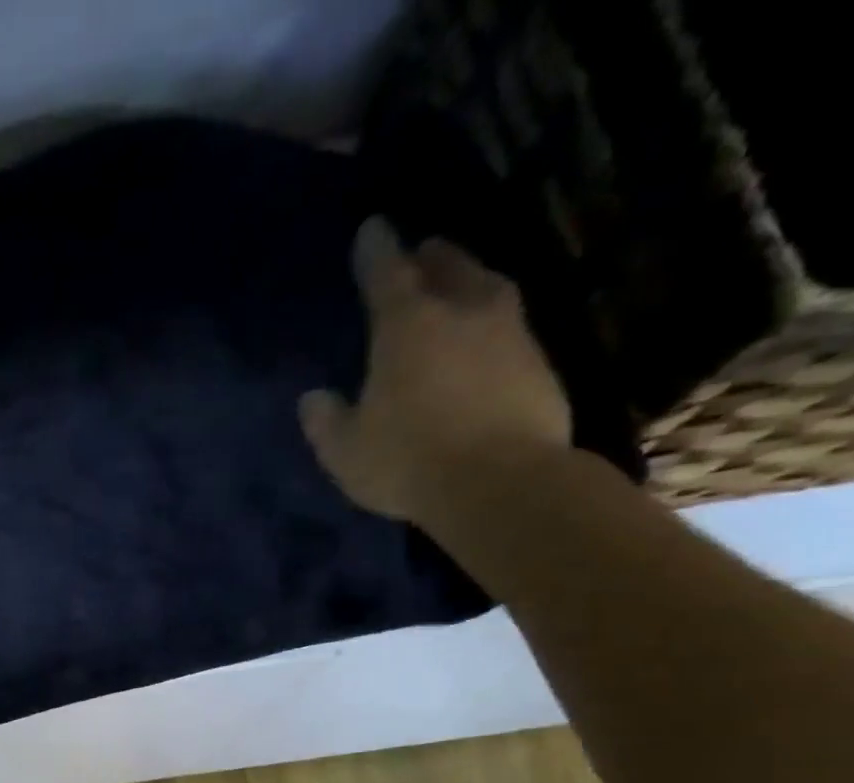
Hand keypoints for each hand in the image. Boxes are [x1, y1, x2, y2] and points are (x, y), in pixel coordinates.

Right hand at [298, 219, 571, 525]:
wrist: (500, 483)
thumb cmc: (408, 461)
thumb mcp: (345, 451)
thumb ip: (326, 422)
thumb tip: (314, 398)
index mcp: (407, 326)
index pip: (387, 273)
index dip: (376, 251)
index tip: (372, 228)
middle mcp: (462, 313)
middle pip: (449, 268)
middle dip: (432, 257)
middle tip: (423, 252)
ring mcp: (509, 335)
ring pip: (488, 290)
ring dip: (470, 283)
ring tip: (459, 288)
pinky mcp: (539, 364)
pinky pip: (510, 329)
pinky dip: (491, 328)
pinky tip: (483, 344)